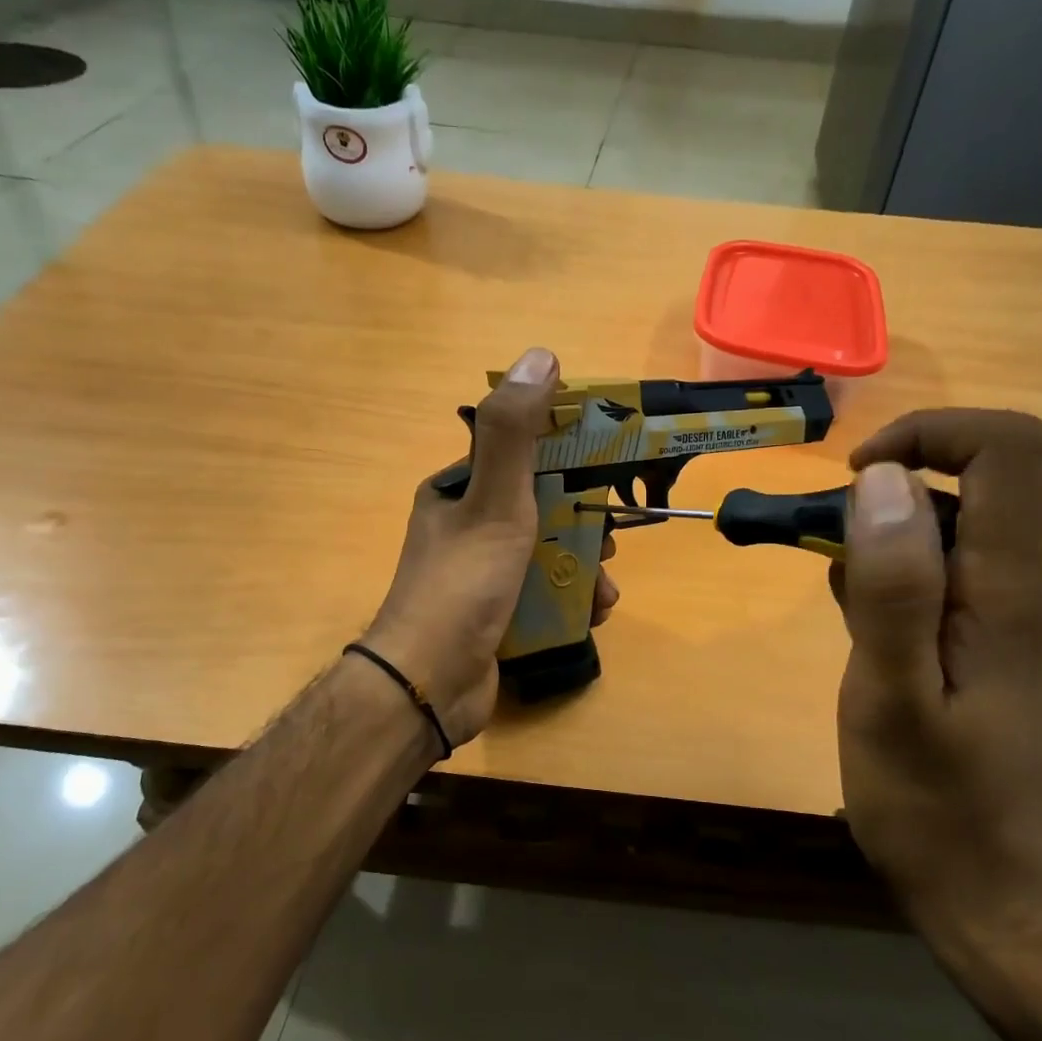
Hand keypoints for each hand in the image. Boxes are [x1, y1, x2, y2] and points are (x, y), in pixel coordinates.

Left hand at [363, 348, 619, 746]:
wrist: (430, 684)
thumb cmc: (463, 585)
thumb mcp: (493, 501)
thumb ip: (516, 433)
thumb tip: (540, 356)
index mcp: (458, 491)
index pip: (522, 456)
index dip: (569, 459)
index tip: (610, 473)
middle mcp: (467, 527)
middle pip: (542, 509)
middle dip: (584, 524)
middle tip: (611, 540)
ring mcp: (482, 575)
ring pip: (548, 555)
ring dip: (585, 568)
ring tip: (605, 589)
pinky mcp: (496, 615)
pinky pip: (544, 595)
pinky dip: (572, 601)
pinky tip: (592, 614)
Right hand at [831, 409, 1041, 937]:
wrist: (988, 891)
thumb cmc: (933, 803)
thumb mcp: (893, 695)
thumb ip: (892, 588)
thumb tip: (886, 480)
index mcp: (1006, 589)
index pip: (1006, 449)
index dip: (930, 434)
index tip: (856, 480)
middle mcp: (1018, 586)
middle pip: (965, 485)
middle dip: (880, 498)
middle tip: (817, 556)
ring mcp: (1003, 616)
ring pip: (939, 533)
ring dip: (874, 544)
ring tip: (836, 612)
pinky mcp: (981, 642)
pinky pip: (932, 578)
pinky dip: (883, 583)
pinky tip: (860, 638)